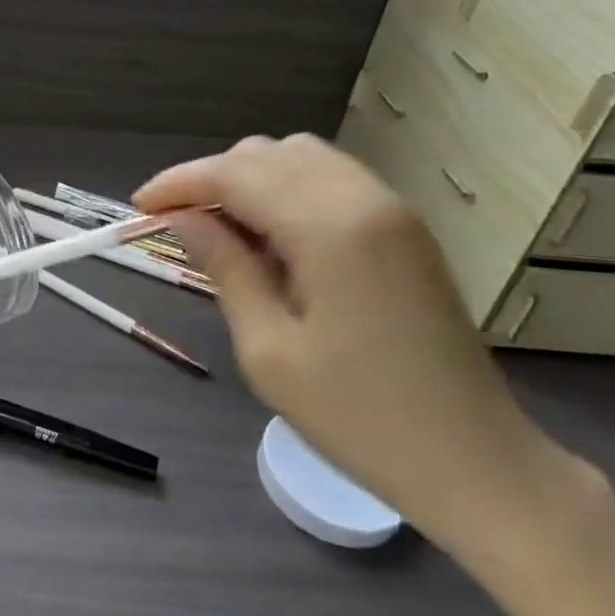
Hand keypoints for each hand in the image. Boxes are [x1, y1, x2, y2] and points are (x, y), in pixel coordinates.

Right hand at [137, 135, 590, 561]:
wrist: (476, 461)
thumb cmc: (359, 418)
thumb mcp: (268, 349)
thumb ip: (224, 267)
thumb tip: (182, 218)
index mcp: (330, 228)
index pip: (235, 174)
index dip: (178, 183)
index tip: (139, 208)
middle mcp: (365, 198)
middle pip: (267, 154)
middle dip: (211, 179)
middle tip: (176, 226)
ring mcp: (393, 209)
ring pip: (301, 158)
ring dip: (250, 181)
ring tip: (220, 230)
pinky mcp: (405, 228)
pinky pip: (331, 181)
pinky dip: (288, 191)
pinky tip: (271, 237)